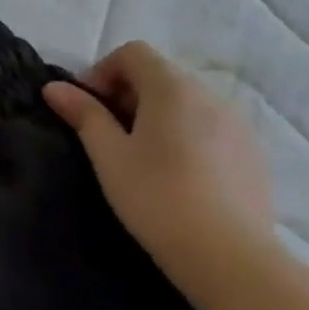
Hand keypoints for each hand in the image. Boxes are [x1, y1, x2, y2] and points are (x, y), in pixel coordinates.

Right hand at [43, 41, 277, 308]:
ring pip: (187, 102)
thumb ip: (83, 114)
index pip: (133, 52)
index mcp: (173, 88)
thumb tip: (54, 87)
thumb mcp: (108, 155)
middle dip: (127, 94)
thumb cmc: (156, 197)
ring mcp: (239, 124)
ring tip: (141, 157)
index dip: (102, 71)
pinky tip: (177, 175)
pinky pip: (211, 128)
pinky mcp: (254, 154)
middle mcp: (211, 95)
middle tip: (107, 134)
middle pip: (161, 75)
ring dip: (157, 115)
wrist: (229, 256)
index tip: (87, 108)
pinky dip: (186, 135)